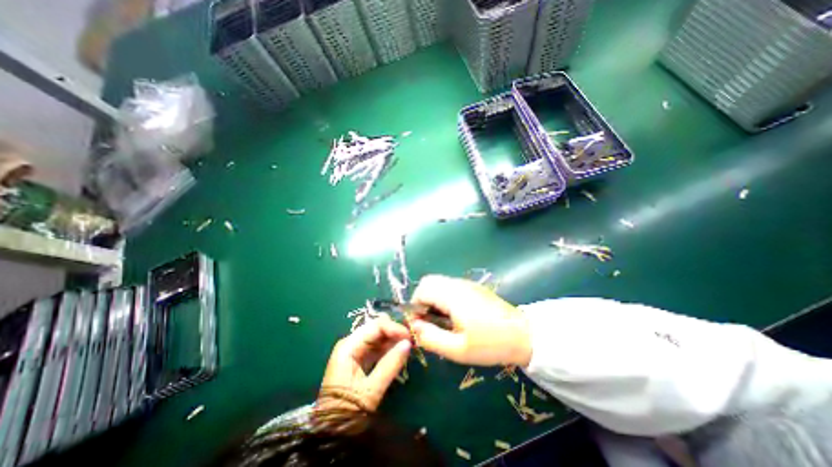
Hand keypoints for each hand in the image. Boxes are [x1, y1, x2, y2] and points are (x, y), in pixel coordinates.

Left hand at [317, 314, 410, 410]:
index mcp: (349, 346)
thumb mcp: (371, 390)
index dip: (394, 328)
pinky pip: (377, 348)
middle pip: (376, 329)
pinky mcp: (360, 359)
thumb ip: (390, 364)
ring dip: (394, 340)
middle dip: (395, 332)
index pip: (375, 326)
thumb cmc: (347, 411)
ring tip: (410, 345)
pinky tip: (400, 352)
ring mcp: (355, 351)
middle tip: (413, 339)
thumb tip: (408, 344)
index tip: (410, 336)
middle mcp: (351, 343)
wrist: (331, 433)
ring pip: (378, 338)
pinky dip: (389, 349)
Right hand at [409, 274, 532, 368]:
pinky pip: (449, 285)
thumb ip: (431, 337)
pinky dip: (443, 296)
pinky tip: (454, 315)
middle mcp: (457, 284)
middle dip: (422, 300)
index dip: (415, 306)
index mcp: (452, 295)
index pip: (421, 289)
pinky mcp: (473, 287)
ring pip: (439, 282)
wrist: (524, 335)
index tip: (420, 325)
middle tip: (429, 321)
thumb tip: (413, 326)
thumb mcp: (458, 349)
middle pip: (428, 281)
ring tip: (441, 320)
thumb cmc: (491, 344)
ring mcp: (467, 283)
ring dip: (432, 298)